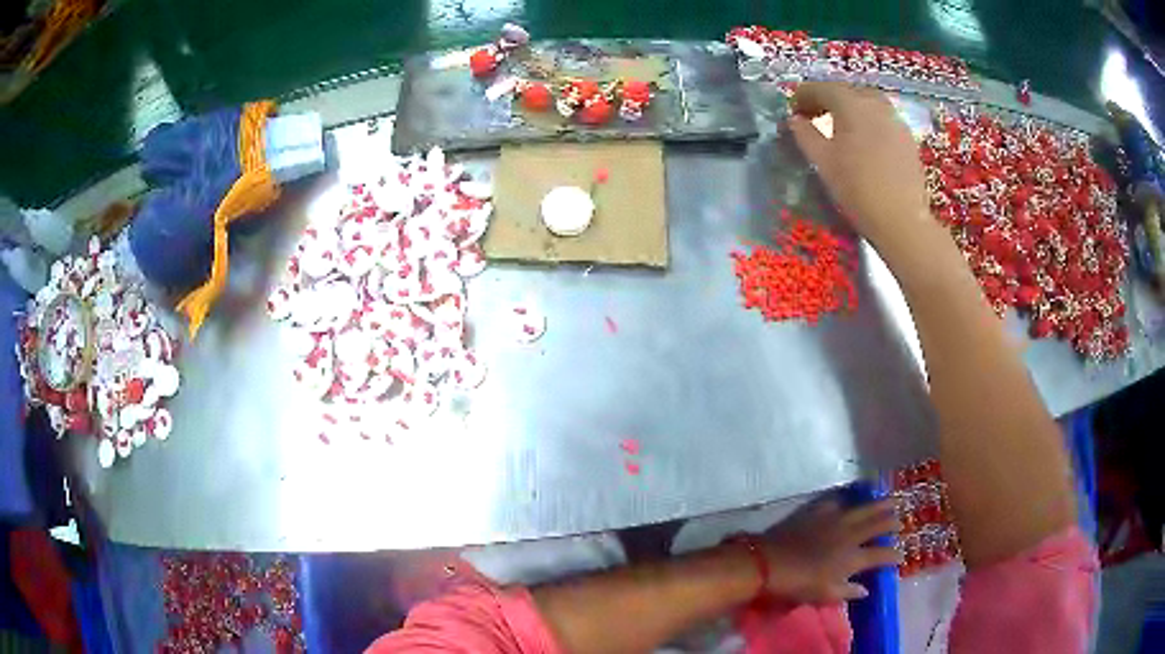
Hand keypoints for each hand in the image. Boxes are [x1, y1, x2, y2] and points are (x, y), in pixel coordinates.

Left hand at [760, 498, 900, 602]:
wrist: (769, 562)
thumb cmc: (798, 584)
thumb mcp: (824, 595)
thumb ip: (848, 592)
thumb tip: (866, 590)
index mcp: (853, 557)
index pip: (881, 554)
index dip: (893, 555)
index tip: (901, 556)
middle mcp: (850, 534)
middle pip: (877, 524)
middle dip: (891, 522)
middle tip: (900, 520)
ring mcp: (835, 518)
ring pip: (864, 508)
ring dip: (879, 504)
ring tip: (890, 501)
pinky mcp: (818, 509)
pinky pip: (838, 500)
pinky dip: (849, 498)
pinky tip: (852, 497)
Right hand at [788, 82, 940, 262]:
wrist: (902, 220)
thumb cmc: (857, 189)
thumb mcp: (822, 161)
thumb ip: (805, 134)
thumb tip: (795, 119)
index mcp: (850, 104)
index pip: (821, 88)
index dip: (803, 96)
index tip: (793, 110)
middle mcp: (875, 103)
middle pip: (846, 91)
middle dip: (828, 99)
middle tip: (814, 116)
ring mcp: (895, 120)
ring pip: (868, 103)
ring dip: (851, 109)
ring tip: (840, 128)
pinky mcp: (908, 139)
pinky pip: (883, 120)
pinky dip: (869, 122)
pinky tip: (864, 142)